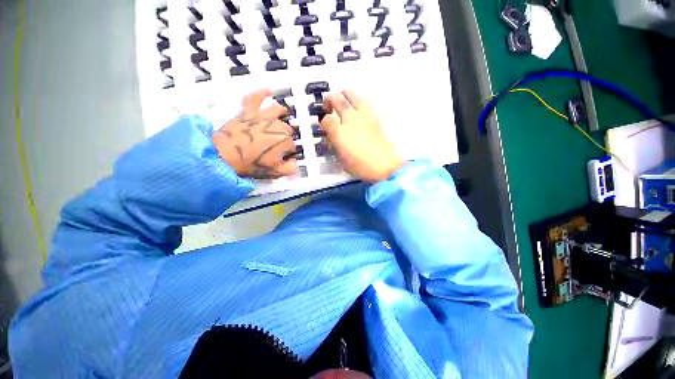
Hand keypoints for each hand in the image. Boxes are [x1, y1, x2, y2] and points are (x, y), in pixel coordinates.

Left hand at [213, 89, 297, 178]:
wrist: (224, 156)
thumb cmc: (249, 163)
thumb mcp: (275, 172)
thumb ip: (290, 168)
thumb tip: (295, 164)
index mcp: (285, 140)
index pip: (293, 146)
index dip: (289, 152)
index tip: (285, 157)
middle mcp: (277, 125)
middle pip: (288, 129)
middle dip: (287, 136)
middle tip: (281, 144)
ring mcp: (263, 116)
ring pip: (278, 110)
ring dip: (283, 113)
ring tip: (284, 115)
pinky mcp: (249, 111)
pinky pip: (256, 98)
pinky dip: (262, 93)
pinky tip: (268, 91)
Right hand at [321, 90, 405, 182]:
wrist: (384, 166)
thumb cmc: (360, 166)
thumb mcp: (341, 160)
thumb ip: (333, 146)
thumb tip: (329, 138)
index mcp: (339, 132)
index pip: (326, 119)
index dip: (322, 120)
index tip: (323, 124)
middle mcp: (351, 119)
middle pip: (337, 99)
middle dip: (330, 99)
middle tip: (328, 102)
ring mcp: (364, 116)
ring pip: (353, 95)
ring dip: (345, 94)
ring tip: (343, 96)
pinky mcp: (376, 117)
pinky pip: (365, 102)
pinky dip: (359, 100)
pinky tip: (359, 106)